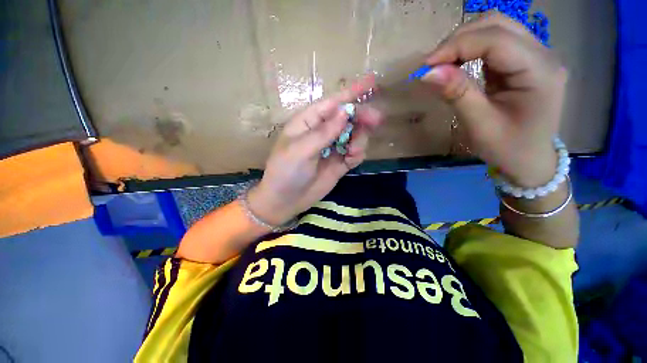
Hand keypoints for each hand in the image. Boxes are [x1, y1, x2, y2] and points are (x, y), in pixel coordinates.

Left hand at [247, 77, 381, 225]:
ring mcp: (332, 148)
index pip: (332, 103)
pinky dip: (357, 154)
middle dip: (362, 117)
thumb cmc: (286, 172)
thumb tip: (345, 112)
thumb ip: (324, 132)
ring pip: (355, 135)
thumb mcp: (300, 151)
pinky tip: (351, 160)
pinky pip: (355, 153)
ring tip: (352, 151)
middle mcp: (322, 132)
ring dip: (360, 139)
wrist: (286, 200)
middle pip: (347, 118)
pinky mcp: (339, 163)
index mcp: (308, 122)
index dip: (351, 93)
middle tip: (376, 120)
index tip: (372, 82)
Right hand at [422, 12, 567, 187]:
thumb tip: (428, 73)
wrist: (530, 161)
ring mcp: (535, 55)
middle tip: (432, 65)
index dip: (457, 46)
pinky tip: (457, 64)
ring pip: (496, 28)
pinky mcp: (524, 61)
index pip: (496, 40)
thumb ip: (457, 94)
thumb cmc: (508, 149)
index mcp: (540, 71)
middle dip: (459, 39)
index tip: (426, 66)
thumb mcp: (480, 126)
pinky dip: (470, 48)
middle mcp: (543, 54)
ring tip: (442, 64)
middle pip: (497, 24)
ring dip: (463, 41)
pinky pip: (495, 42)